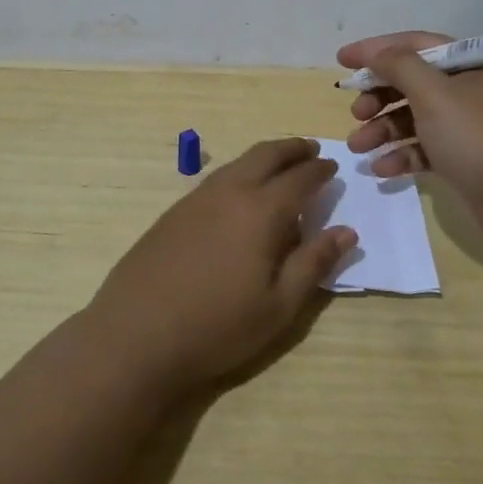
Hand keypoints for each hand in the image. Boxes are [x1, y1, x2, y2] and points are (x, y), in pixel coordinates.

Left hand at [86, 139, 356, 395]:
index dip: (319, 170)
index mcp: (261, 211)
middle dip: (292, 148)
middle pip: (265, 155)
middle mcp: (229, 192)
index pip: (299, 178)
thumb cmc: (217, 326)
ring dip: (264, 157)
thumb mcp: (279, 306)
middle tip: (310, 149)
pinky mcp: (172, 213)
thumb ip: (314, 264)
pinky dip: (238, 173)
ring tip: (279, 166)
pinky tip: (239, 194)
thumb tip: (346, 231)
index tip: (333, 167)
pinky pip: (216, 179)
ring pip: (237, 163)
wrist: (136, 335)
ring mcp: (195, 199)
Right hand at [338, 31, 482, 245]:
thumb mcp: (435, 94)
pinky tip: (383, 170)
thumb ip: (400, 67)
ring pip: (416, 119)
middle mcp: (470, 91)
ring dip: (384, 130)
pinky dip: (403, 156)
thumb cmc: (480, 138)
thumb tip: (376, 52)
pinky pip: (426, 150)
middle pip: (413, 84)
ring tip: (358, 147)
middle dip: (379, 96)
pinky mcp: (466, 161)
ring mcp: (469, 128)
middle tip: (355, 112)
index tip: (341, 60)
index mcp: (469, 66)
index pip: (415, 46)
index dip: (376, 50)